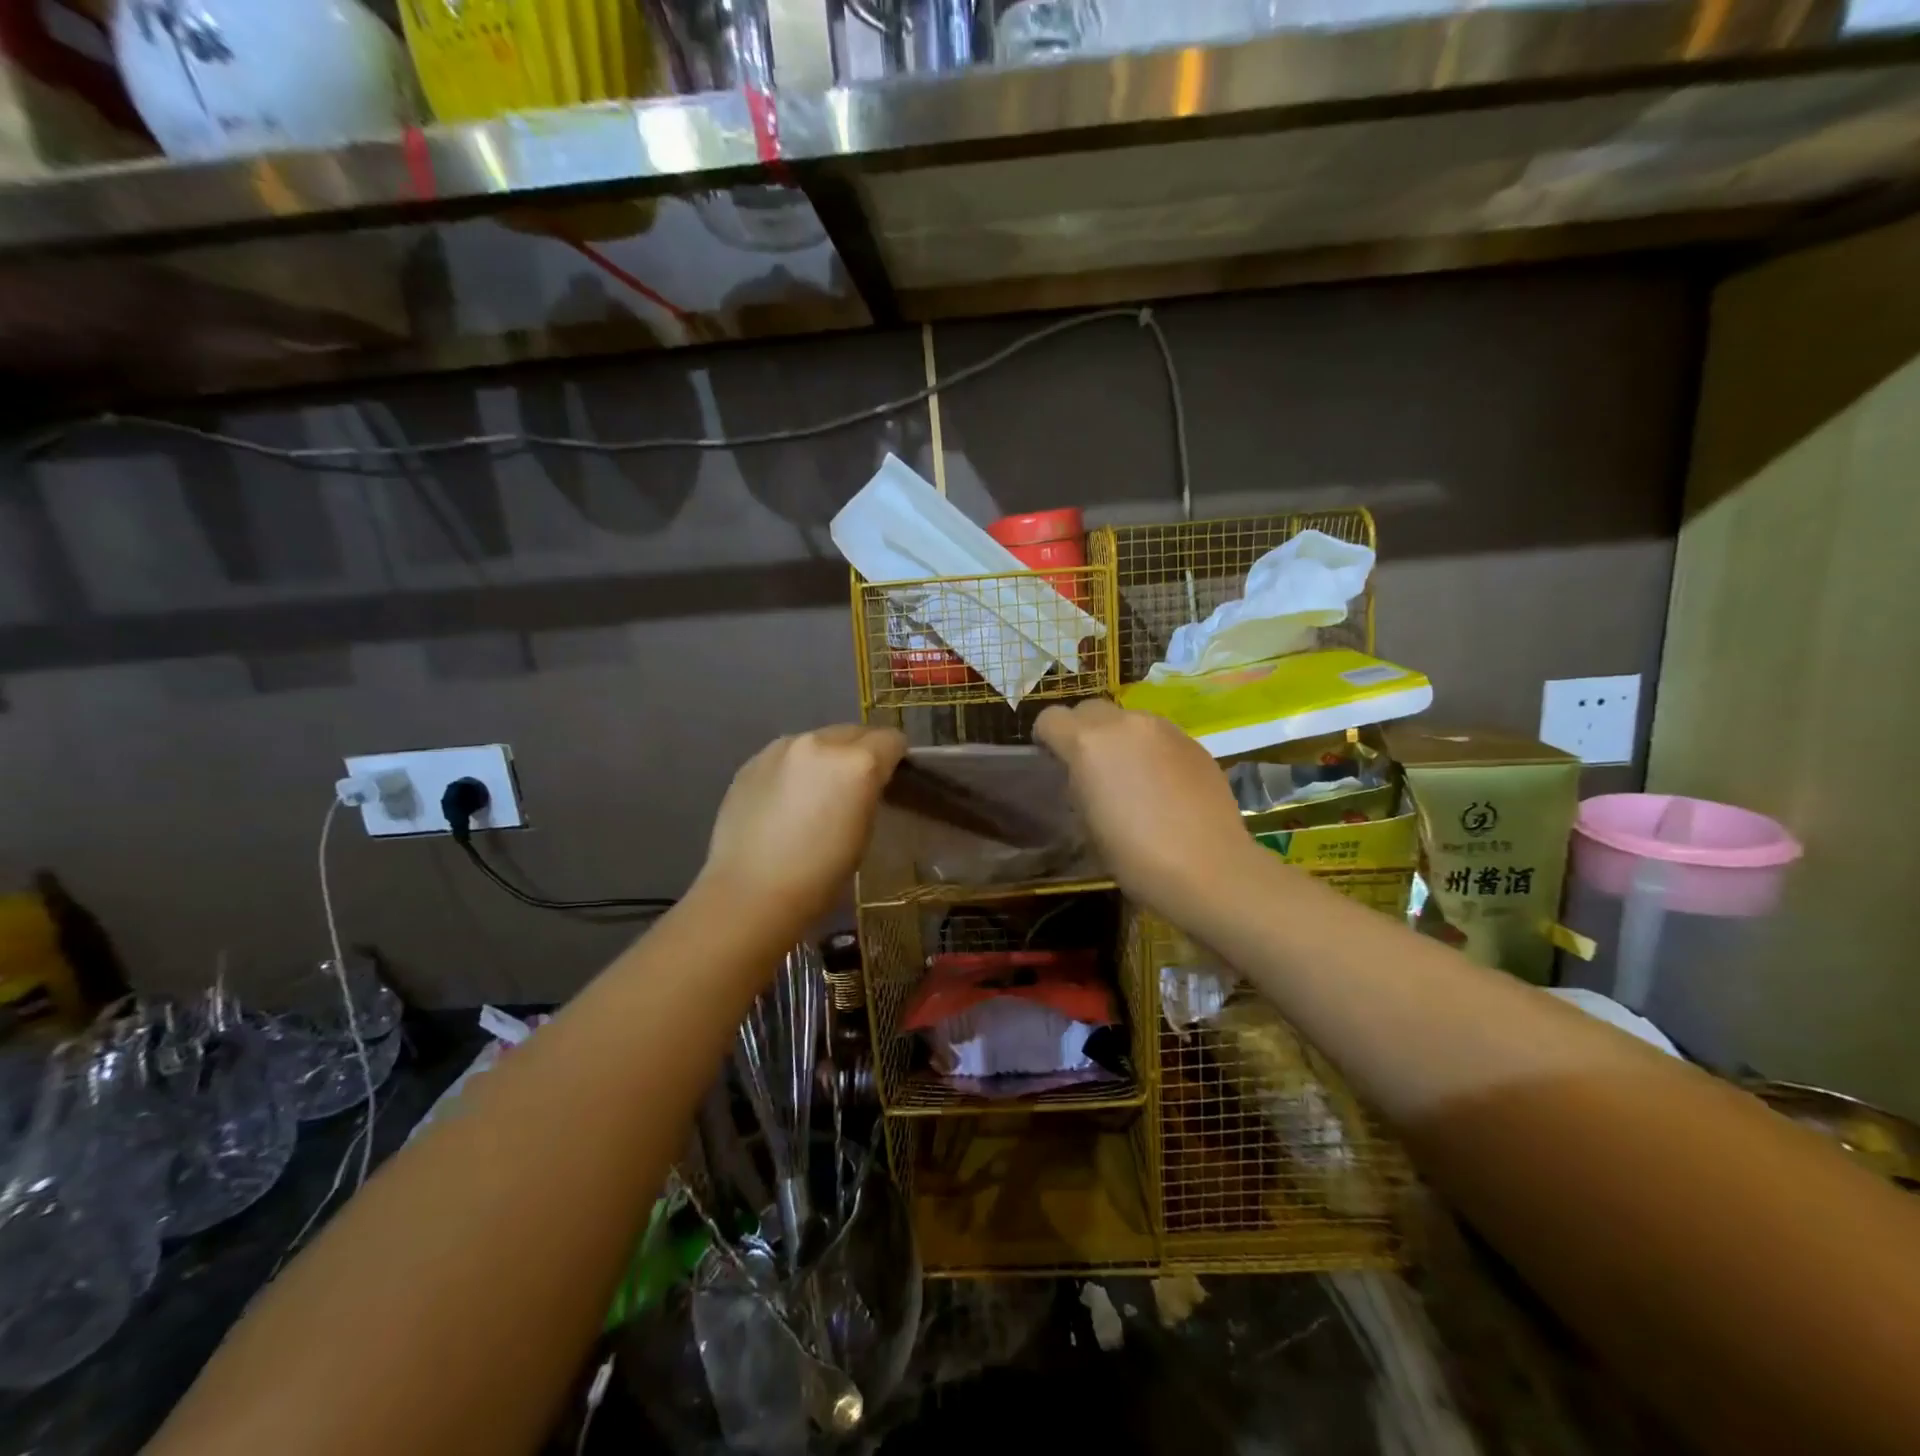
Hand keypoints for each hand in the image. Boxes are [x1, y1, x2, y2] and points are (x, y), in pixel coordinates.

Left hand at [698, 724, 907, 923]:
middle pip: (854, 732)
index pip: (891, 739)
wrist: (750, 893)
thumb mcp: (863, 833)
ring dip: (824, 758)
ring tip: (813, 794)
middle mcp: (820, 743)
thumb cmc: (820, 876)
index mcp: (857, 763)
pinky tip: (783, 802)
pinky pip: (786, 755)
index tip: (889, 779)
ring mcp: (781, 748)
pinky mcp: (752, 761)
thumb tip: (863, 783)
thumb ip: (867, 793)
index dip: (895, 758)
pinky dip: (793, 769)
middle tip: (853, 787)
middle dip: (860, 752)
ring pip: (817, 740)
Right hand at [1034, 699, 1261, 920]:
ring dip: (1119, 738)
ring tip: (1130, 776)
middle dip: (1082, 730)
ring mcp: (1163, 729)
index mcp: (1087, 742)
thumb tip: (1084, 775)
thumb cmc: (1134, 855)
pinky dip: (1150, 750)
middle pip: (1089, 708)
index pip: (1050, 719)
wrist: (1207, 867)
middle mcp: (1124, 723)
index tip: (1053, 762)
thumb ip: (1079, 784)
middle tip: (1090, 767)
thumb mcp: (1087, 822)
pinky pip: (1159, 735)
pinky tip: (1163, 785)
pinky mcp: (1193, 741)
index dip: (1047, 738)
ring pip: (1127, 718)